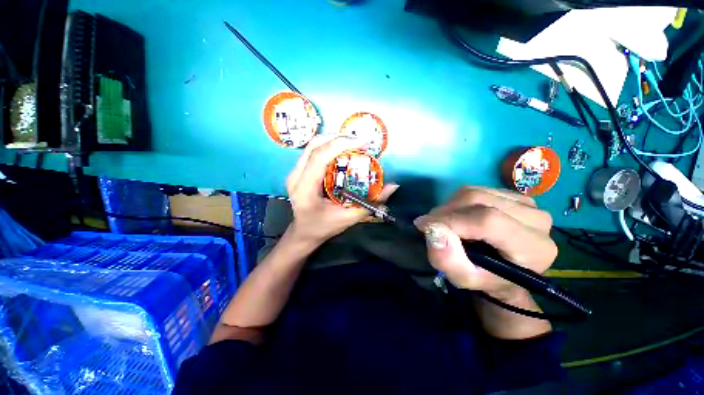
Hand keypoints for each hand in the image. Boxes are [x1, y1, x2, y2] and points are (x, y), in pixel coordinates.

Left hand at [286, 135, 397, 245]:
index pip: (320, 158)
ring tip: (353, 143)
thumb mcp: (349, 218)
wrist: (304, 232)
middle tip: (360, 141)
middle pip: (314, 146)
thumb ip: (371, 202)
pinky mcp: (297, 171)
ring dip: (333, 140)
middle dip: (339, 138)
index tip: (363, 142)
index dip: (341, 145)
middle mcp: (295, 177)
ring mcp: (293, 173)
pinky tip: (341, 151)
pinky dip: (328, 146)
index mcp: (305, 190)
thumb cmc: (324, 227)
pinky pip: (312, 151)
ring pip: (312, 145)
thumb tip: (393, 186)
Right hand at [414, 186, 556, 300]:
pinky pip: (477, 189)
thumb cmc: (486, 278)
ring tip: (443, 222)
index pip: (488, 221)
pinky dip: (458, 201)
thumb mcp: (464, 279)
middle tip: (431, 225)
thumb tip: (433, 230)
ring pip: (475, 192)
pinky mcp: (514, 195)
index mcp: (533, 247)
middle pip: (478, 200)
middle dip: (445, 211)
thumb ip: (448, 260)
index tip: (424, 226)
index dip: (451, 220)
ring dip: (450, 206)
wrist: (505, 270)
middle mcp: (537, 219)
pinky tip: (458, 215)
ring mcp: (527, 203)